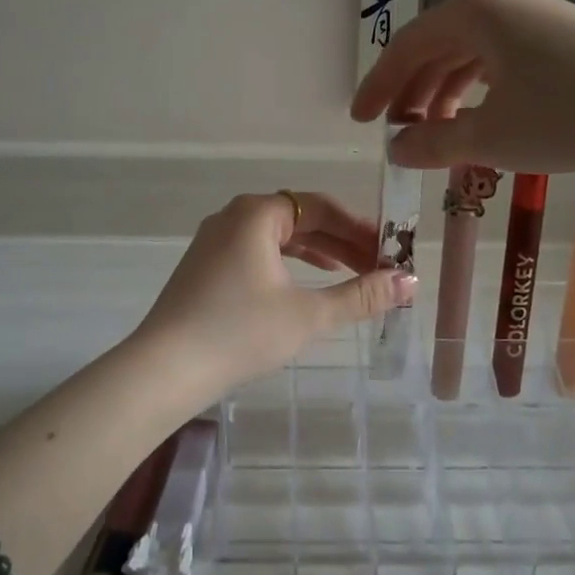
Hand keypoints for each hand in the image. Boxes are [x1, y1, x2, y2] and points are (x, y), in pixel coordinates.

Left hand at [135, 191, 415, 390]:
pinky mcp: (206, 265)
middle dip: (341, 242)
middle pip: (300, 218)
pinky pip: (258, 251)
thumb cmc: (240, 331)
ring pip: (278, 236)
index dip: (360, 227)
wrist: (165, 366)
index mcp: (257, 213)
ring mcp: (215, 240)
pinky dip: (288, 263)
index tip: (390, 251)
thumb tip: (409, 281)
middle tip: (377, 266)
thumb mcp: (308, 314)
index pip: (321, 207)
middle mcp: (234, 216)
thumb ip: (361, 295)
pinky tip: (306, 283)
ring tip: (351, 273)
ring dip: (317, 253)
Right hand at [351, 0, 574, 170]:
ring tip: (435, 132)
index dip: (378, 87)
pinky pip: (498, 56)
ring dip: (444, 92)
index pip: (406, 48)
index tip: (358, 120)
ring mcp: (531, 13)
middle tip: (397, 132)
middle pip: (435, 46)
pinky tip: (479, 115)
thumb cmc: (568, 112)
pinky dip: (478, 87)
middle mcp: (497, 0)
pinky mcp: (558, 31)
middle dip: (411, 92)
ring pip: (468, 52)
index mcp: (471, 11)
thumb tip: (396, 149)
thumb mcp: (491, 136)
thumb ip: (433, 143)